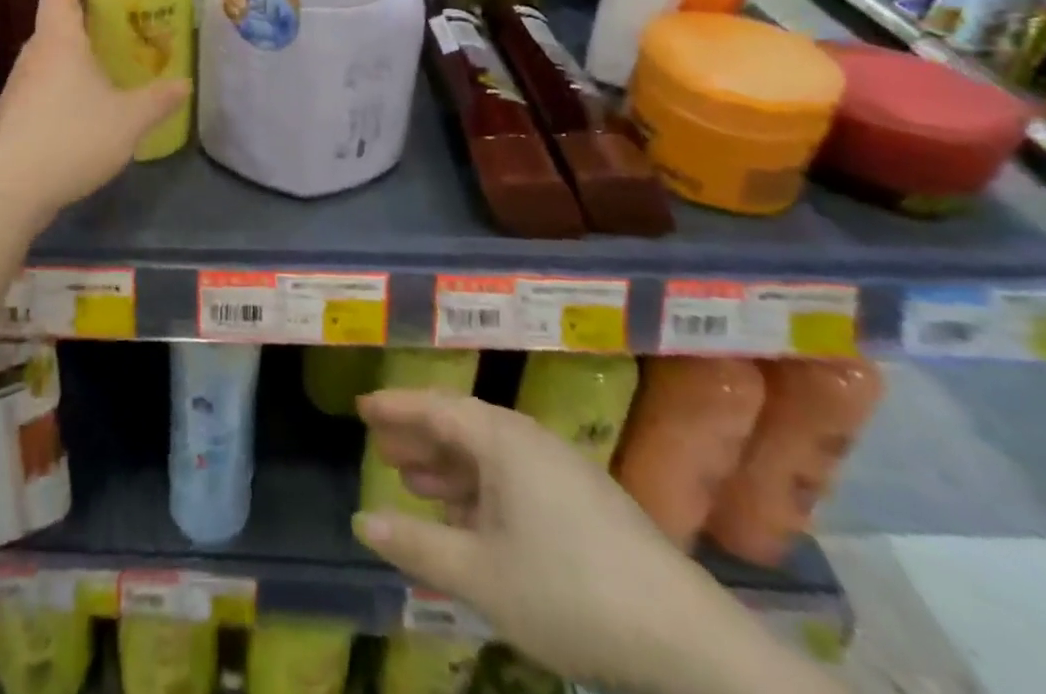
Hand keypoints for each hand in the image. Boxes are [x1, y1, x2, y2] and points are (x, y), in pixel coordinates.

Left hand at [0, 0, 188, 218]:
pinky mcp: (15, 114)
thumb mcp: (129, 119)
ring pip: (51, 55)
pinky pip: (45, 83)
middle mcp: (35, 54)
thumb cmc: (71, 137)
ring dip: (75, 51)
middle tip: (119, 16)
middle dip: (84, 14)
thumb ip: (159, 99)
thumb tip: (185, 83)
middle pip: (56, 21)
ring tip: (108, 57)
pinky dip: (66, 80)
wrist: (9, 188)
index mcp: (59, 40)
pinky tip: (87, 102)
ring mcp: (21, 85)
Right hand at [353, 391, 811, 693]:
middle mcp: (529, 440)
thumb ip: (416, 543)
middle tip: (380, 447)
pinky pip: (513, 479)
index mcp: (502, 440)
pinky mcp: (583, 502)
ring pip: (488, 456)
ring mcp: (560, 470)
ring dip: (448, 467)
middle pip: (461, 426)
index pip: (435, 407)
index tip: (361, 406)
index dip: (395, 406)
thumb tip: (361, 520)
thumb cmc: (568, 593)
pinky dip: (480, 491)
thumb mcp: (480, 574)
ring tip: (414, 482)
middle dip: (418, 437)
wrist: (684, 639)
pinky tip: (469, 521)